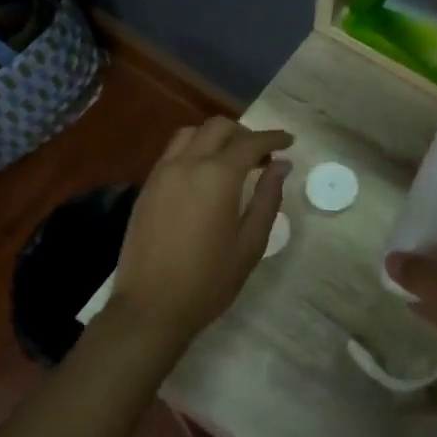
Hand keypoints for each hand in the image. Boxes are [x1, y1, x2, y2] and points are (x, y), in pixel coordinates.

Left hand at [108, 118, 292, 347]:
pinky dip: (193, 150)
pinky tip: (204, 176)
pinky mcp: (146, 188)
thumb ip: (267, 198)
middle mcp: (187, 164)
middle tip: (262, 156)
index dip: (273, 138)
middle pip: (217, 128)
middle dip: (244, 133)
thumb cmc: (209, 280)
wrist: (150, 308)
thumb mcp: (250, 243)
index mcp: (217, 177)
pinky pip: (172, 153)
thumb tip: (281, 165)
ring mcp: (161, 174)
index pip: (250, 142)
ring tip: (231, 161)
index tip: (289, 142)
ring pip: (190, 134)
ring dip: (215, 137)